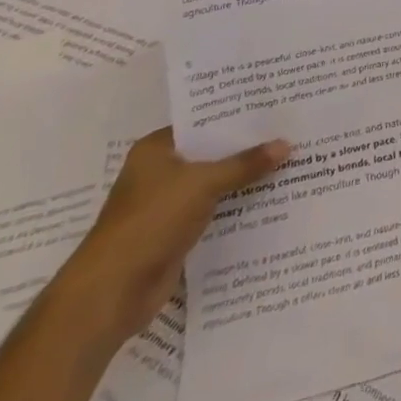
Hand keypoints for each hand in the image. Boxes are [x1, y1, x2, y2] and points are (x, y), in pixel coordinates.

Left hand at [54, 127, 288, 346]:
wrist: (111, 295)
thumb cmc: (150, 222)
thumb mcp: (203, 184)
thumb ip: (245, 164)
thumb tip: (287, 144)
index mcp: (156, 150)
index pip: (203, 122)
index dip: (237, 115)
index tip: (274, 106)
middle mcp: (160, 172)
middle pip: (212, 152)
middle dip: (247, 147)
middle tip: (290, 130)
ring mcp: (167, 204)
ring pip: (215, 182)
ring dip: (244, 179)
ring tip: (289, 160)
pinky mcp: (176, 233)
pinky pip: (214, 210)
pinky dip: (236, 206)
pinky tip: (270, 198)